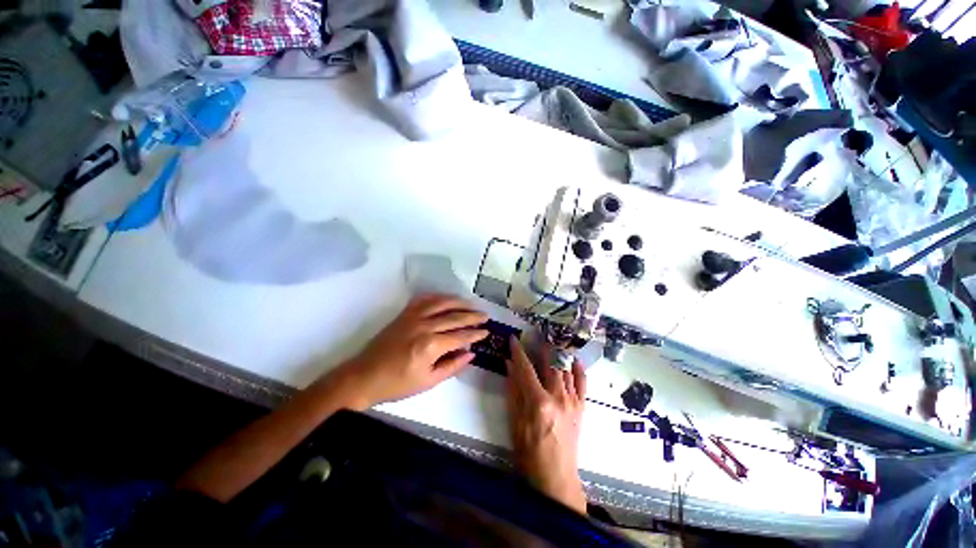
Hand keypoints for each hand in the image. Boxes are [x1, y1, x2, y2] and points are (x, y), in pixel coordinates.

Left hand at [332, 294, 488, 408]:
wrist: (364, 376)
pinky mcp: (404, 313)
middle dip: (473, 316)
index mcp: (431, 346)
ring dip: (459, 302)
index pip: (461, 335)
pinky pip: (425, 299)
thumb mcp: (428, 382)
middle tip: (486, 315)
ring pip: (442, 303)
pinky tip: (447, 297)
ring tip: (472, 304)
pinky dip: (438, 296)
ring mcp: (413, 317)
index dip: (476, 333)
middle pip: (455, 317)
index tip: (487, 331)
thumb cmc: (397, 384)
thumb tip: (471, 353)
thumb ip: (452, 366)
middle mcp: (424, 326)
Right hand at [506, 338, 586, 512]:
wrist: (556, 478)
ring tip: (554, 341)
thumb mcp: (515, 422)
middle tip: (538, 334)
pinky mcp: (581, 408)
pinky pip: (582, 383)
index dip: (519, 351)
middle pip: (551, 363)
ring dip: (559, 353)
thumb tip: (509, 365)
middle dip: (543, 346)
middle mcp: (558, 397)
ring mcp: (573, 401)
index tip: (513, 338)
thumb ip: (513, 390)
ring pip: (566, 369)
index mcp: (539, 401)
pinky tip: (575, 359)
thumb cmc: (529, 453)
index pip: (526, 367)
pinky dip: (579, 369)